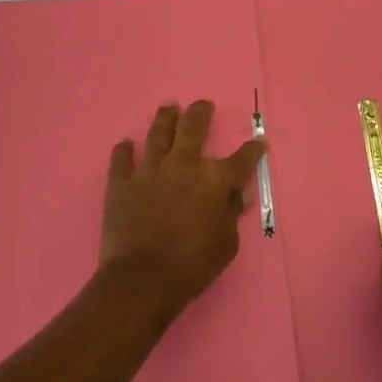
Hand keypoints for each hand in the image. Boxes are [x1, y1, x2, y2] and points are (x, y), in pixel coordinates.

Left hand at [99, 101, 266, 318]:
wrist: (143, 278)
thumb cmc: (192, 266)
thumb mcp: (226, 245)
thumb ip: (231, 215)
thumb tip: (235, 195)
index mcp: (214, 180)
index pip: (241, 159)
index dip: (253, 150)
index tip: (259, 142)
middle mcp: (183, 164)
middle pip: (194, 128)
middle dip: (201, 113)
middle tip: (203, 104)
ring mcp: (150, 170)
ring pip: (158, 134)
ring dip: (165, 118)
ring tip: (168, 106)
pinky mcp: (121, 182)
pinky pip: (121, 159)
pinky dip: (123, 151)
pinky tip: (125, 144)